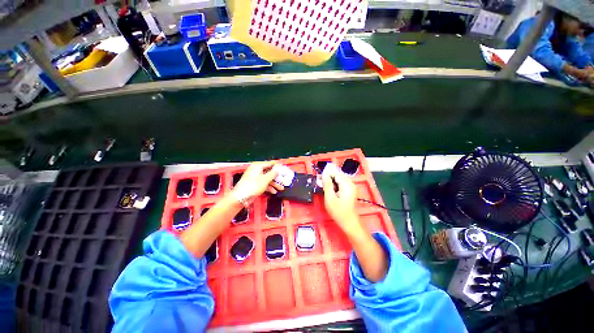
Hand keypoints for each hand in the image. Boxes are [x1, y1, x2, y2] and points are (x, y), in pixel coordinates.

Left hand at [232, 161, 283, 202]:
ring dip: (274, 183)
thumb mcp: (265, 179)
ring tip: (281, 188)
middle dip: (277, 177)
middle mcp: (257, 170)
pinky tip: (274, 191)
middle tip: (284, 180)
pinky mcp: (255, 184)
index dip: (277, 166)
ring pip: (267, 179)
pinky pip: (264, 184)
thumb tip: (277, 170)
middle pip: (269, 172)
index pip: (270, 163)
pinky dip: (269, 187)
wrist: (240, 197)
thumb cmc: (252, 186)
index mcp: (258, 166)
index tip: (284, 168)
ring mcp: (255, 178)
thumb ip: (273, 173)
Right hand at [322, 166, 360, 233]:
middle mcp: (351, 184)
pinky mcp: (350, 191)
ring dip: (331, 181)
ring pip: (339, 179)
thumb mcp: (330, 198)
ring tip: (324, 187)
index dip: (327, 175)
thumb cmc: (339, 212)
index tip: (319, 179)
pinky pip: (341, 184)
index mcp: (347, 185)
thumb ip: (327, 185)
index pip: (335, 174)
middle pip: (338, 176)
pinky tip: (331, 190)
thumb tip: (324, 174)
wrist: (349, 222)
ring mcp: (351, 187)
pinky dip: (335, 185)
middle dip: (329, 178)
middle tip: (321, 183)